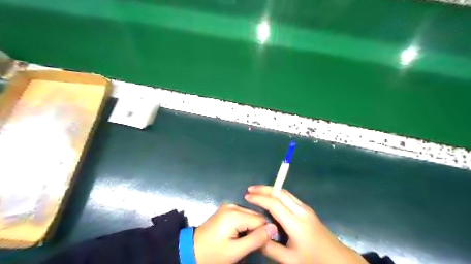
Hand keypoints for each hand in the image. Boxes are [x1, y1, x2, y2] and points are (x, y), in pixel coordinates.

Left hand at [193, 203, 276, 262]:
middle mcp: (233, 205)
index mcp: (235, 214)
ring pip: (250, 215)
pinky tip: (242, 234)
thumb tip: (274, 228)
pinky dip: (246, 224)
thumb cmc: (213, 253)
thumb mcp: (235, 251)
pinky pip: (243, 215)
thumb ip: (256, 239)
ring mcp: (229, 206)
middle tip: (255, 245)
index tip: (265, 244)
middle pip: (255, 215)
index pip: (261, 219)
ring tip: (248, 241)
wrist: (191, 250)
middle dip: (259, 229)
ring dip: (252, 227)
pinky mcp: (226, 210)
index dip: (266, 232)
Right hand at [245, 185, 368, 263]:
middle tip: (250, 189)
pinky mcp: (307, 210)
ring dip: (271, 190)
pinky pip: (289, 197)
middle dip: (264, 189)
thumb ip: (270, 248)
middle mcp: (301, 211)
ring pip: (285, 193)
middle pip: (280, 193)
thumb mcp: (289, 260)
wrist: (338, 259)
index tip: (247, 197)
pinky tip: (271, 198)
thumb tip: (256, 234)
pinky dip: (277, 194)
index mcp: (295, 223)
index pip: (274, 204)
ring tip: (257, 191)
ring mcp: (305, 209)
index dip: (259, 199)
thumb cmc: (313, 260)